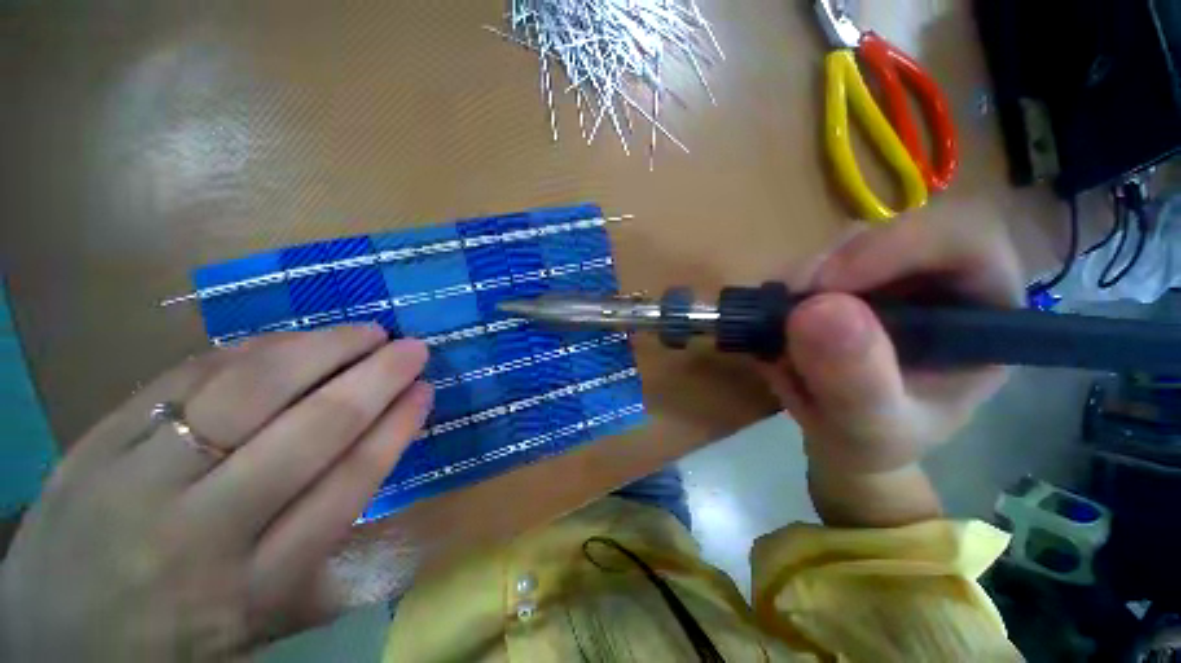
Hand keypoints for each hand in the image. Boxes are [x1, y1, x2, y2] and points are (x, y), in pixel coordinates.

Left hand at [0, 326, 431, 660]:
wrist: (54, 647)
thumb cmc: (176, 644)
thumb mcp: (260, 627)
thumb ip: (325, 566)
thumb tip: (379, 485)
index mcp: (254, 588)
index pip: (347, 487)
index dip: (394, 429)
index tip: (425, 392)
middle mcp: (203, 534)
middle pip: (309, 434)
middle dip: (374, 381)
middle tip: (412, 348)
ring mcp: (139, 485)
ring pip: (247, 395)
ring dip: (319, 352)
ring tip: (364, 332)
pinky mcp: (95, 446)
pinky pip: (184, 380)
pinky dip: (248, 352)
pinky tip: (287, 340)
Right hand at [760, 219, 1022, 502]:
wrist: (843, 436)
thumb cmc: (874, 441)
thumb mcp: (869, 428)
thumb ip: (855, 381)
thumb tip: (816, 310)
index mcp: (982, 312)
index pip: (967, 240)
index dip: (900, 246)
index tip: (826, 287)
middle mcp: (940, 280)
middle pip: (893, 232)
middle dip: (831, 268)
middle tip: (786, 311)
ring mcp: (888, 275)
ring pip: (842, 245)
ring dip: (799, 283)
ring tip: (779, 333)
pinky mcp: (845, 280)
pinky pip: (809, 264)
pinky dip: (783, 290)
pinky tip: (775, 325)